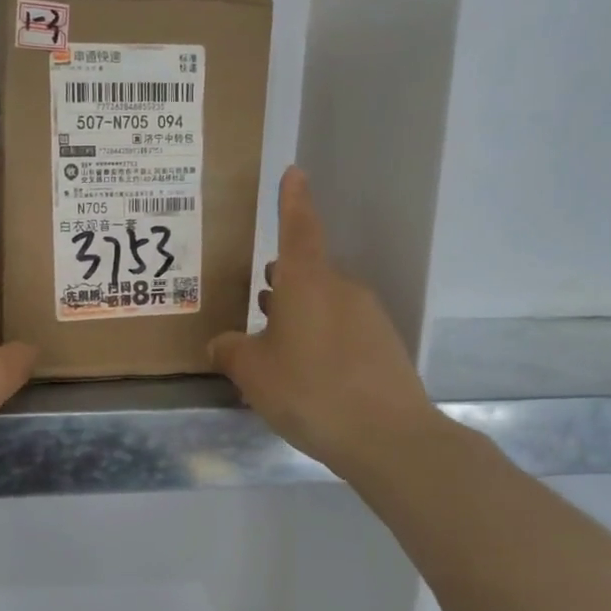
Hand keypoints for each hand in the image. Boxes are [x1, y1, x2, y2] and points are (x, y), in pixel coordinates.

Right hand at [208, 167, 434, 475]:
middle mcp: (341, 289)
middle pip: (308, 271)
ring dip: (298, 312)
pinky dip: (318, 338)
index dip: (292, 200)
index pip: (298, 227)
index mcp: (307, 282)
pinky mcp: (383, 345)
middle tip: (258, 298)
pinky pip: (341, 329)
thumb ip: (230, 351)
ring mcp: (368, 317)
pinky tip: (304, 372)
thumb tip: (222, 343)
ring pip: (324, 302)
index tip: (294, 172)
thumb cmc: (309, 390)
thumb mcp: (253, 373)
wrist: (389, 438)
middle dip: (282, 280)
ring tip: (273, 339)